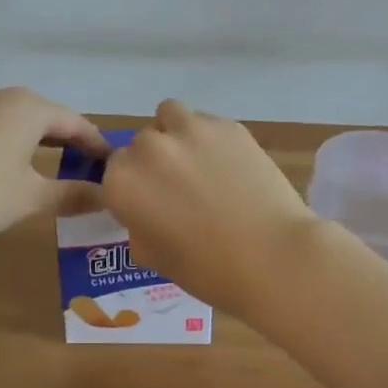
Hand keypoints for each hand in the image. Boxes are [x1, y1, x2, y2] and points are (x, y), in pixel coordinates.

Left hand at [0, 87, 110, 242]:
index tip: (112, 164)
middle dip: (68, 140)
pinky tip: (10, 166)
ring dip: (38, 141)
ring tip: (52, 165)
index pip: (76, 122)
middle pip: (46, 116)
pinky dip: (11, 143)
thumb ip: (72, 194)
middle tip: (87, 166)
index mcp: (29, 107)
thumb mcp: (31, 197)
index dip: (96, 144)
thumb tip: (107, 198)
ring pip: (17, 120)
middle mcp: (2, 96)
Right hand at [102, 99, 321, 315]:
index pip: (114, 173)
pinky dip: (210, 139)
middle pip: (141, 144)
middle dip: (154, 163)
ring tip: (199, 163)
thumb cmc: (209, 270)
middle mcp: (149, 148)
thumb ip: (140, 228)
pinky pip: (206, 123)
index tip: (151, 206)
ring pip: (169, 117)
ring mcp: (190, 130)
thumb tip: (149, 215)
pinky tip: (232, 166)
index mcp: (123, 182)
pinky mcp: (228, 125)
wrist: (274, 256)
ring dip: (175, 135)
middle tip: (180, 189)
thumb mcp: (155, 259)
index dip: (132, 189)